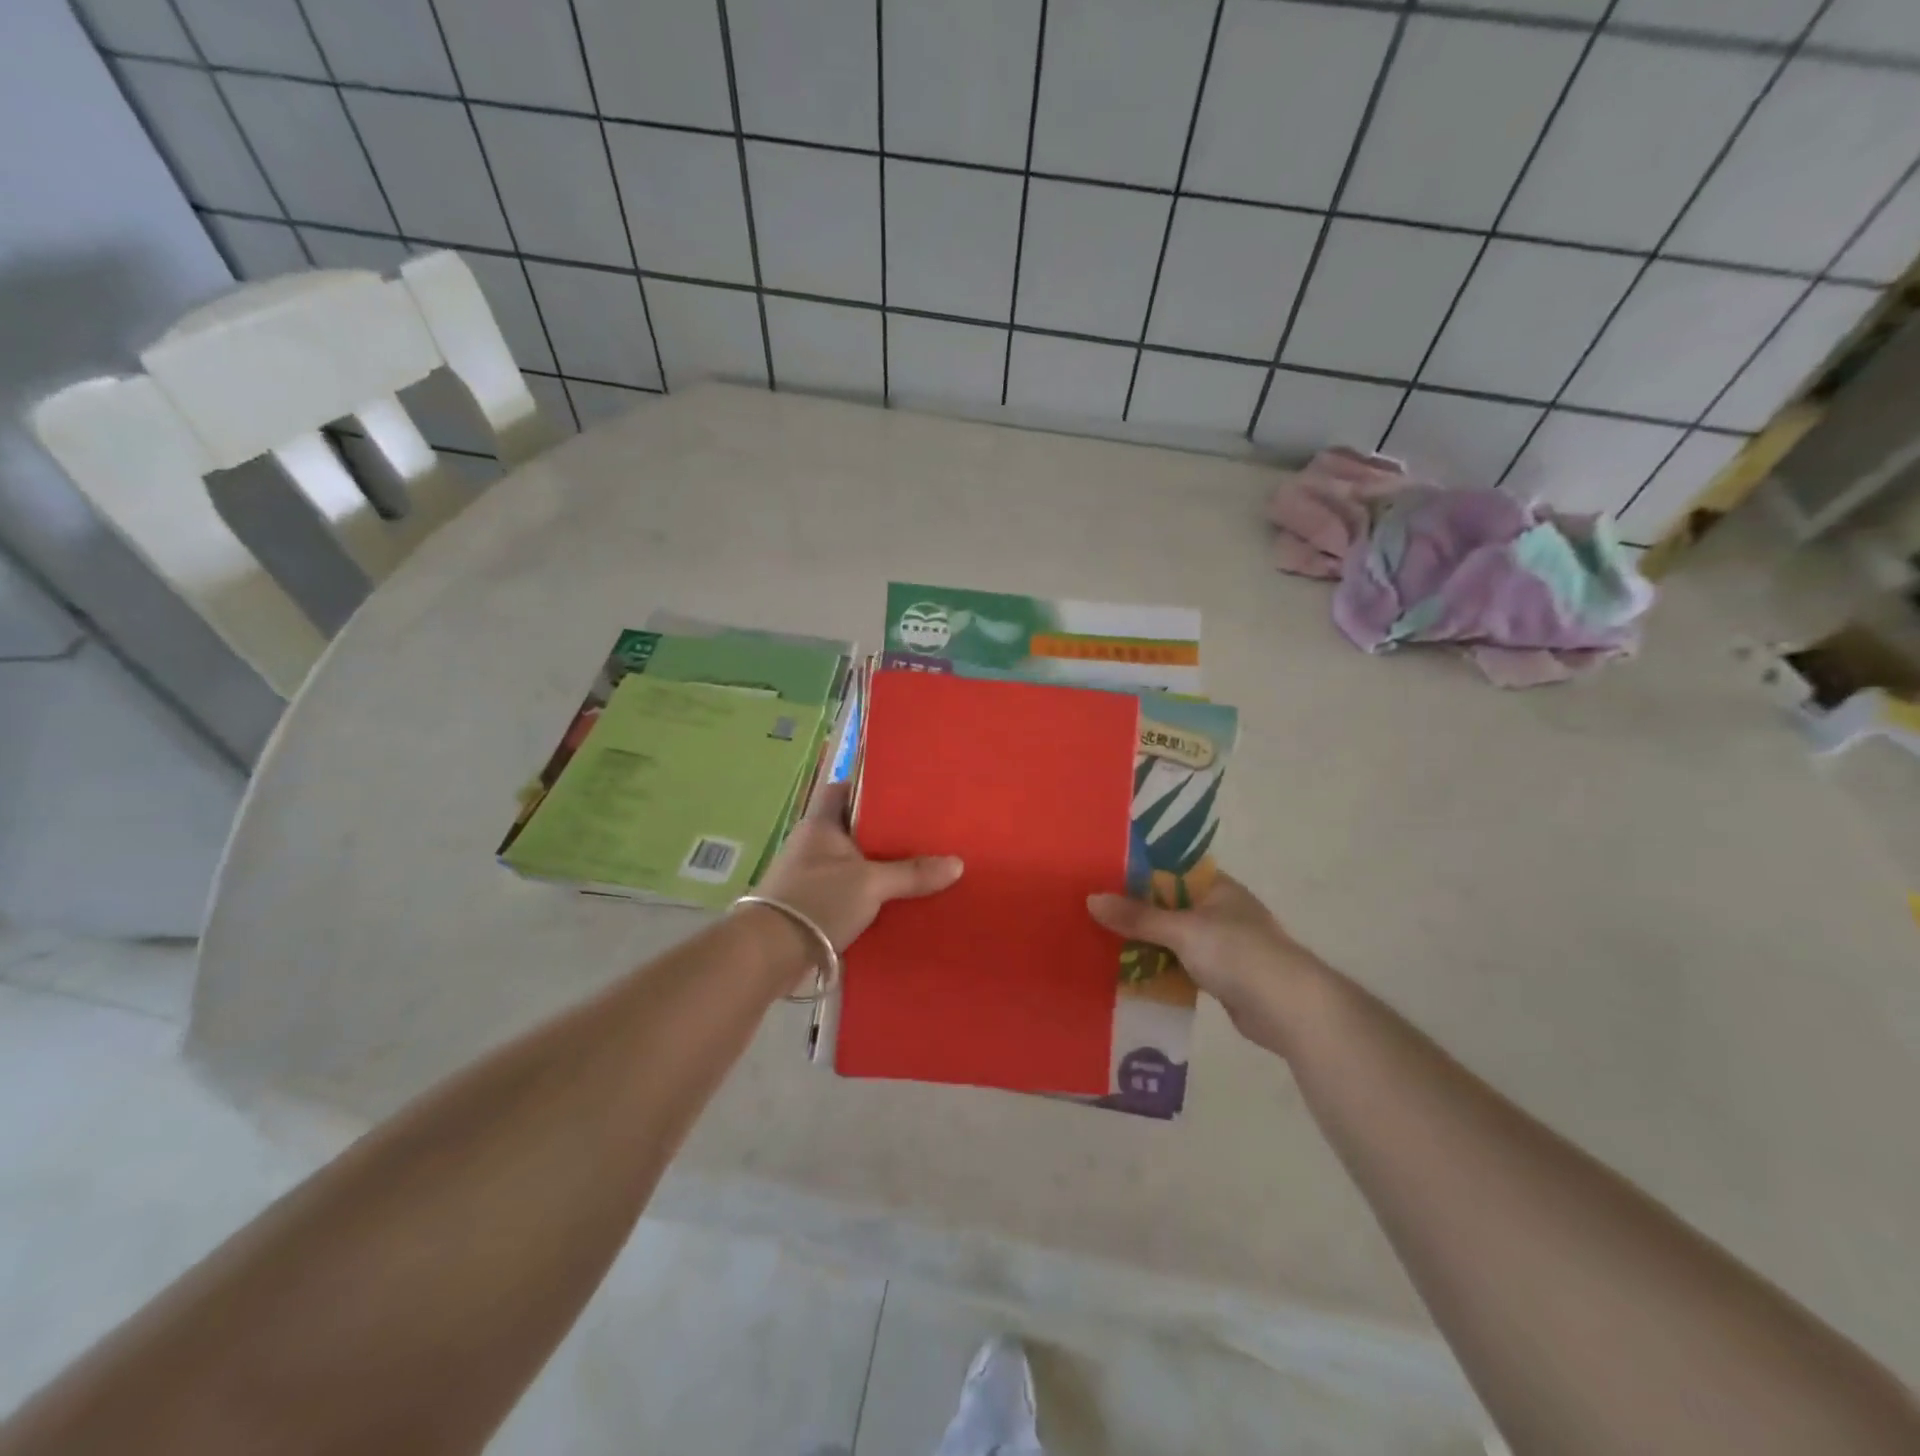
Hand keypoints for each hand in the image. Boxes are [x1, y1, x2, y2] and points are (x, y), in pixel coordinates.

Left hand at [750, 781, 963, 952]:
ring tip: (917, 864)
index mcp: (821, 825)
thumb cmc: (818, 901)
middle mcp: (812, 844)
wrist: (770, 953)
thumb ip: (912, 873)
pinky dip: (867, 892)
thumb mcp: (871, 884)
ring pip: (851, 861)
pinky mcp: (810, 905)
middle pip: (852, 828)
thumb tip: (956, 864)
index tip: (902, 792)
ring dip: (876, 865)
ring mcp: (808, 875)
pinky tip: (894, 899)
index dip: (869, 787)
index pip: (843, 790)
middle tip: (921, 831)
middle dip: (883, 831)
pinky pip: (846, 889)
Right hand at [1087, 872, 1325, 1049]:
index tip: (1101, 876)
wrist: (1289, 1009)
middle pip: (1167, 905)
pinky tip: (1128, 972)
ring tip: (1101, 941)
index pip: (1170, 870)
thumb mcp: (1182, 930)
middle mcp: (1218, 910)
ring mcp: (1221, 944)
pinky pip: (1179, 965)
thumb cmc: (1238, 954)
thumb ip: (1138, 916)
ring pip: (1171, 937)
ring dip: (1144, 942)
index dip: (1136, 872)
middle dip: (1135, 911)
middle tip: (1093, 912)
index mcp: (1216, 887)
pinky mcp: (1220, 976)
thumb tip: (1091, 899)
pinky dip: (1158, 967)